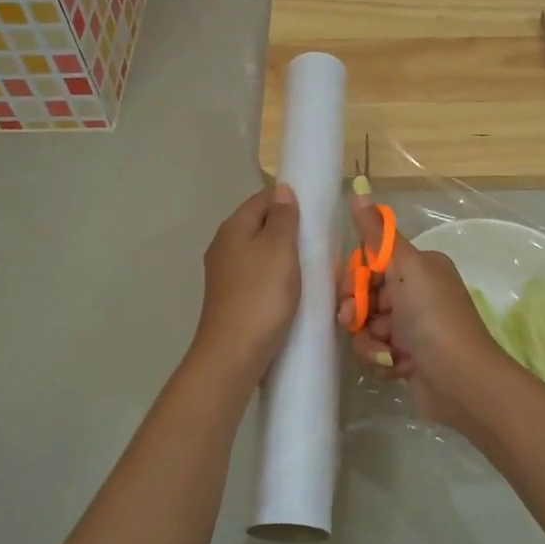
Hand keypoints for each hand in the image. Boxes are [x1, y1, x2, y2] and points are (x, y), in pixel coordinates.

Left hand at [189, 184, 300, 385]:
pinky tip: (295, 290)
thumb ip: (282, 217)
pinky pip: (260, 277)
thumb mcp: (279, 249)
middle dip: (290, 230)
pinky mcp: (233, 298)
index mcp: (233, 228)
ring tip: (314, 267)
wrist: (234, 353)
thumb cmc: (261, 295)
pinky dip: (278, 278)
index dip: (289, 199)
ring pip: (261, 253)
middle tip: (320, 242)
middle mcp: (224, 247)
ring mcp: (227, 275)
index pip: (263, 198)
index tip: (317, 211)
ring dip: (286, 257)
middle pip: (261, 226)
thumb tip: (282, 190)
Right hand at [336, 194, 512, 427]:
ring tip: (384, 352)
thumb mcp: (406, 268)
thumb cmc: (433, 317)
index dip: (355, 278)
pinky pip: (376, 351)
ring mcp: (412, 327)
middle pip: (365, 295)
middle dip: (357, 311)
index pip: (372, 262)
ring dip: (368, 341)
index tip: (350, 291)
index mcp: (420, 267)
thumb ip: (378, 234)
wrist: (461, 380)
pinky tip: (395, 366)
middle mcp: (417, 293)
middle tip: (356, 322)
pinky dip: (381, 359)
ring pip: (367, 326)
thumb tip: (358, 190)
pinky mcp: (407, 357)